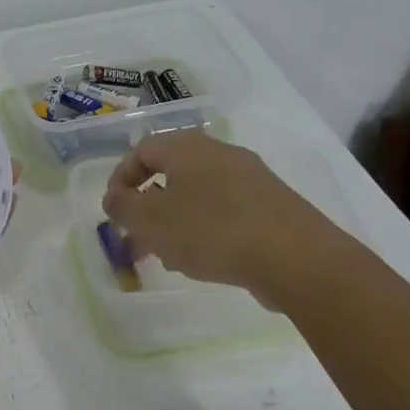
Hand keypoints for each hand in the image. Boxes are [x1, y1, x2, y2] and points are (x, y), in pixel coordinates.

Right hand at [101, 130, 338, 297]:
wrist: (295, 257)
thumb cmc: (211, 231)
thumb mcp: (150, 221)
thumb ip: (122, 207)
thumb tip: (115, 198)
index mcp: (187, 147)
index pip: (141, 150)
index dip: (120, 179)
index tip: (113, 211)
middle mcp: (219, 152)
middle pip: (170, 174)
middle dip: (148, 208)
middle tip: (137, 238)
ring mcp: (250, 177)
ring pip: (197, 195)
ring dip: (175, 222)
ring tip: (168, 257)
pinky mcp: (271, 204)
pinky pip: (225, 211)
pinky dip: (205, 230)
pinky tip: (205, 261)